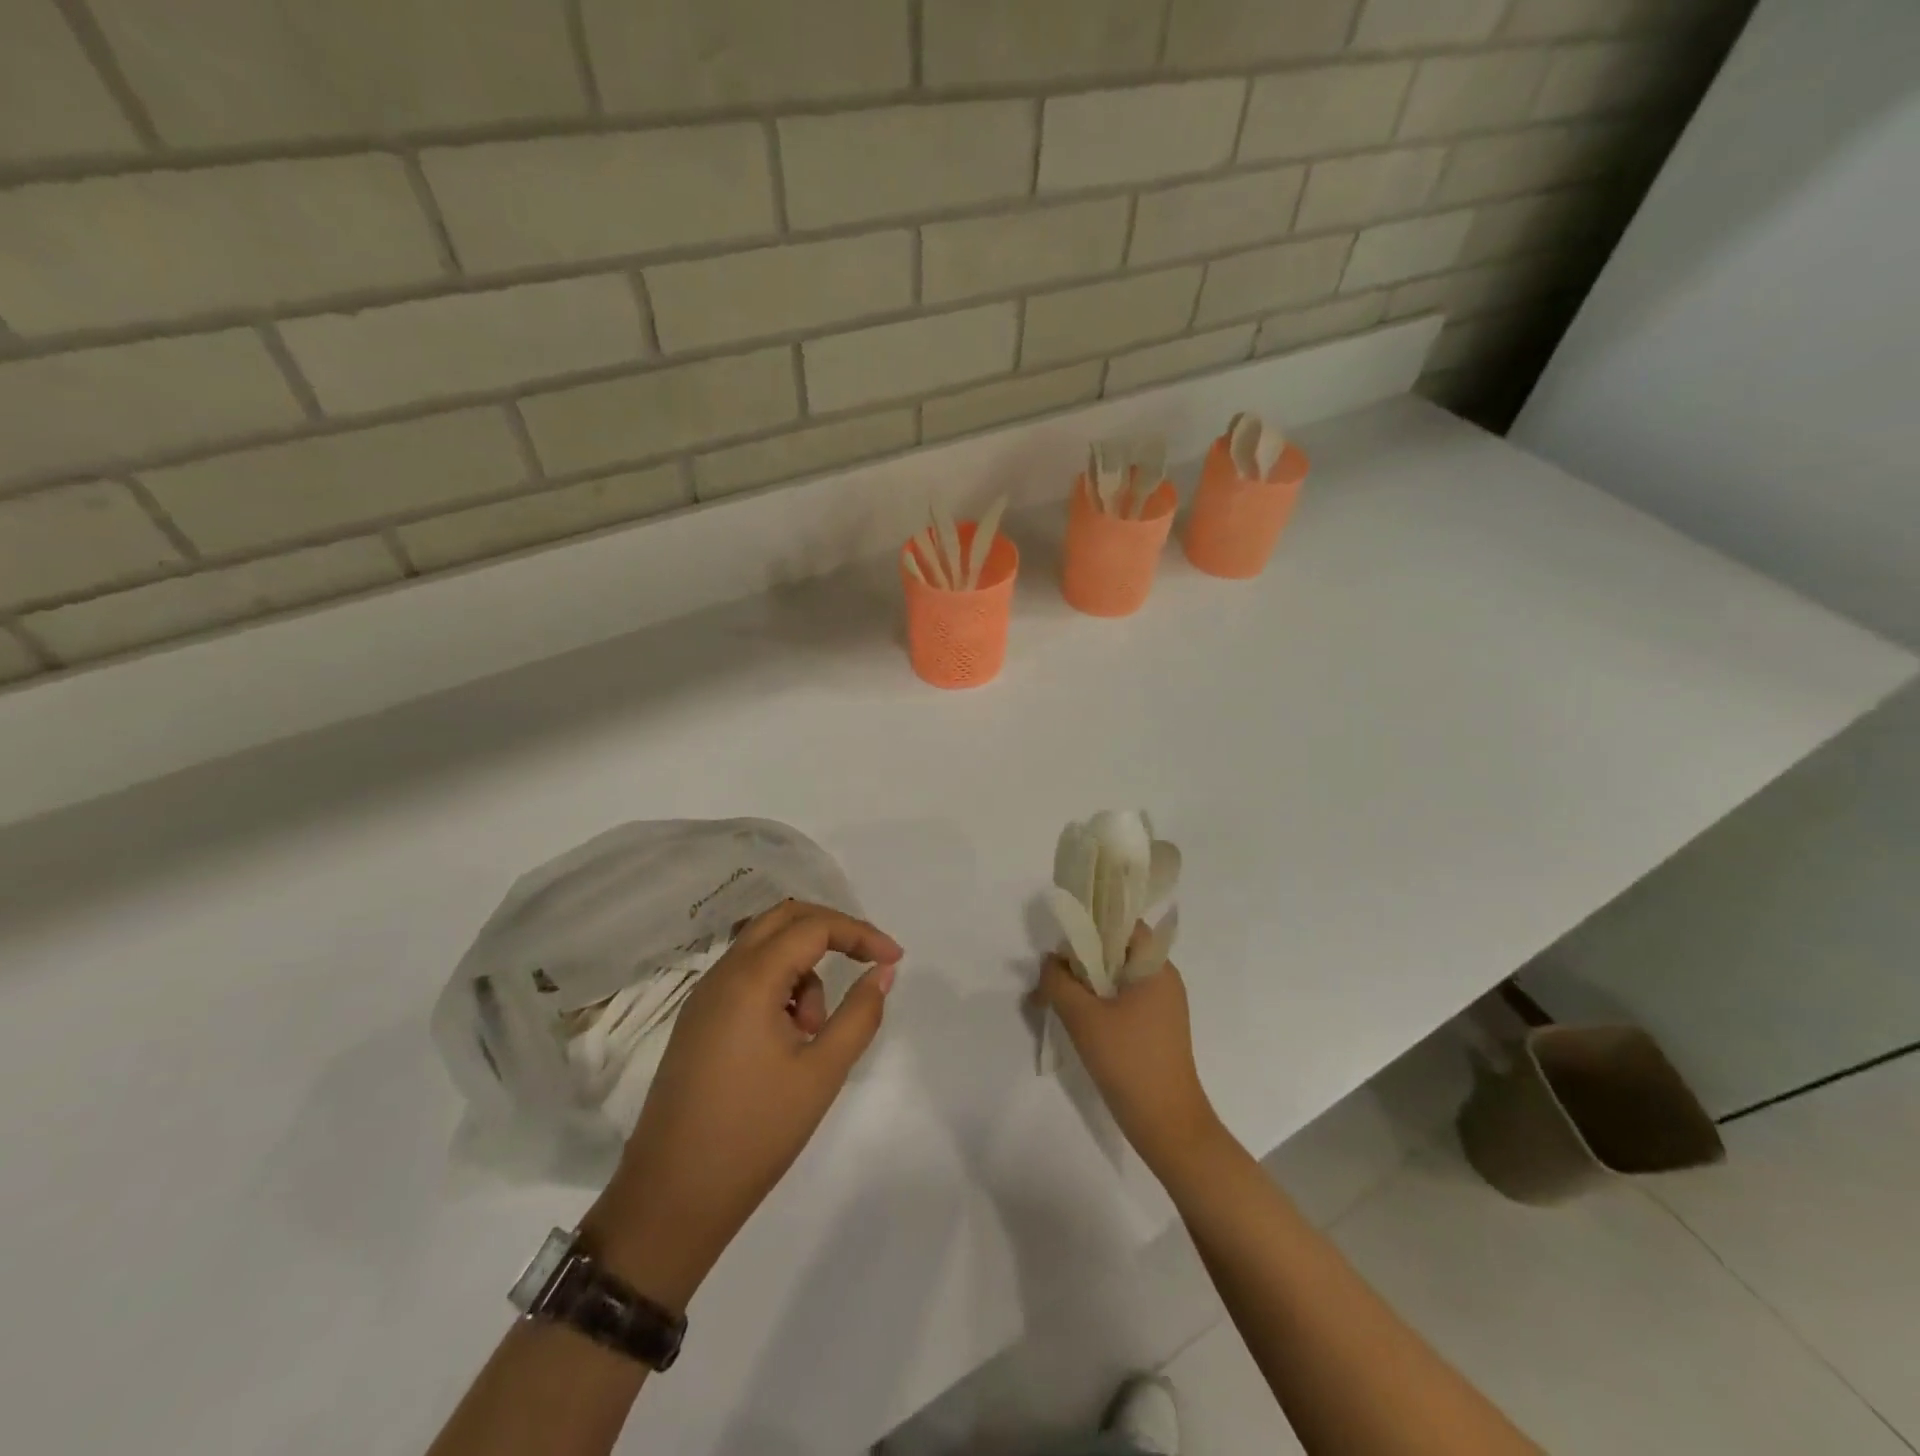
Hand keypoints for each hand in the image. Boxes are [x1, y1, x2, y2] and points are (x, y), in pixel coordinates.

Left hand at [582, 902, 902, 1310]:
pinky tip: (788, 1039)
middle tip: (865, 960)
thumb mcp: (822, 1073)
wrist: (671, 1198)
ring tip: (815, 1033)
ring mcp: (704, 996)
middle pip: (783, 918)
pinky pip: (747, 977)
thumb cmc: (755, 1133)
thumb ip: (859, 1014)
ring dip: (803, 968)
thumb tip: (883, 971)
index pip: (814, 927)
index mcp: (750, 979)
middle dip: (831, 930)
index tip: (895, 959)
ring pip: (764, 947)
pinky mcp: (698, 1020)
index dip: (860, 934)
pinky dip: (779, 987)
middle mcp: (723, 974)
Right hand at [1034, 939, 1222, 1179]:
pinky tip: (1072, 1019)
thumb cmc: (1129, 1062)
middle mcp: (1162, 979)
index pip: (1123, 924)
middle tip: (1049, 974)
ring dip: (1084, 983)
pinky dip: (1096, 1003)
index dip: (1091, 924)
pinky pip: (1120, 1001)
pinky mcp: (1154, 1029)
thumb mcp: (1083, 1017)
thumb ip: (1058, 981)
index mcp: (1155, 967)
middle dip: (1080, 959)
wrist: (1167, 1125)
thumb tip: (1051, 962)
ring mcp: (1160, 1006)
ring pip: (1115, 978)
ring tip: (1052, 998)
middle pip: (1116, 951)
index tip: (1061, 939)